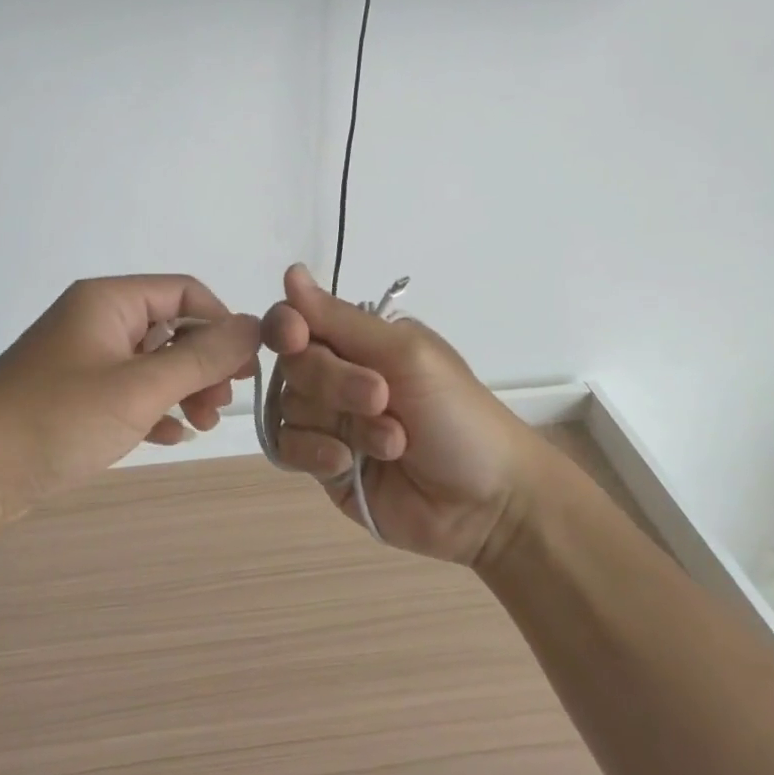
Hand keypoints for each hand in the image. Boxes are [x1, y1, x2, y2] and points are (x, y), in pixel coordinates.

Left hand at [0, 275, 258, 516]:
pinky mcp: (73, 396)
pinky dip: (154, 408)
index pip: (186, 293)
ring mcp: (83, 359)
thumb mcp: (139, 388)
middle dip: (204, 364)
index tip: (246, 369)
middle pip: (171, 328)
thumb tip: (255, 325)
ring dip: (183, 389)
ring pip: (152, 363)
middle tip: (220, 407)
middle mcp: (97, 320)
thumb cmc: (55, 419)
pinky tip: (169, 436)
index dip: (223, 325)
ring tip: (201, 425)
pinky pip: (128, 391)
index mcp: (110, 301)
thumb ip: (202, 357)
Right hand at [261, 264, 556, 566]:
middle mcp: (338, 375)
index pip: (298, 320)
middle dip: (333, 382)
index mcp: (359, 341)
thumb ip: (341, 319)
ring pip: (290, 407)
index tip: (296, 337)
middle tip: (381, 399)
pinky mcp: (323, 464)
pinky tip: (346, 463)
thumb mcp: (406, 354)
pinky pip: (287, 448)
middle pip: (293, 365)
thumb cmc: (458, 415)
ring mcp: (328, 421)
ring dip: (339, 423)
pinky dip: (314, 453)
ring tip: (391, 443)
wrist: (486, 503)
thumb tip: (290, 271)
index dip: (287, 326)